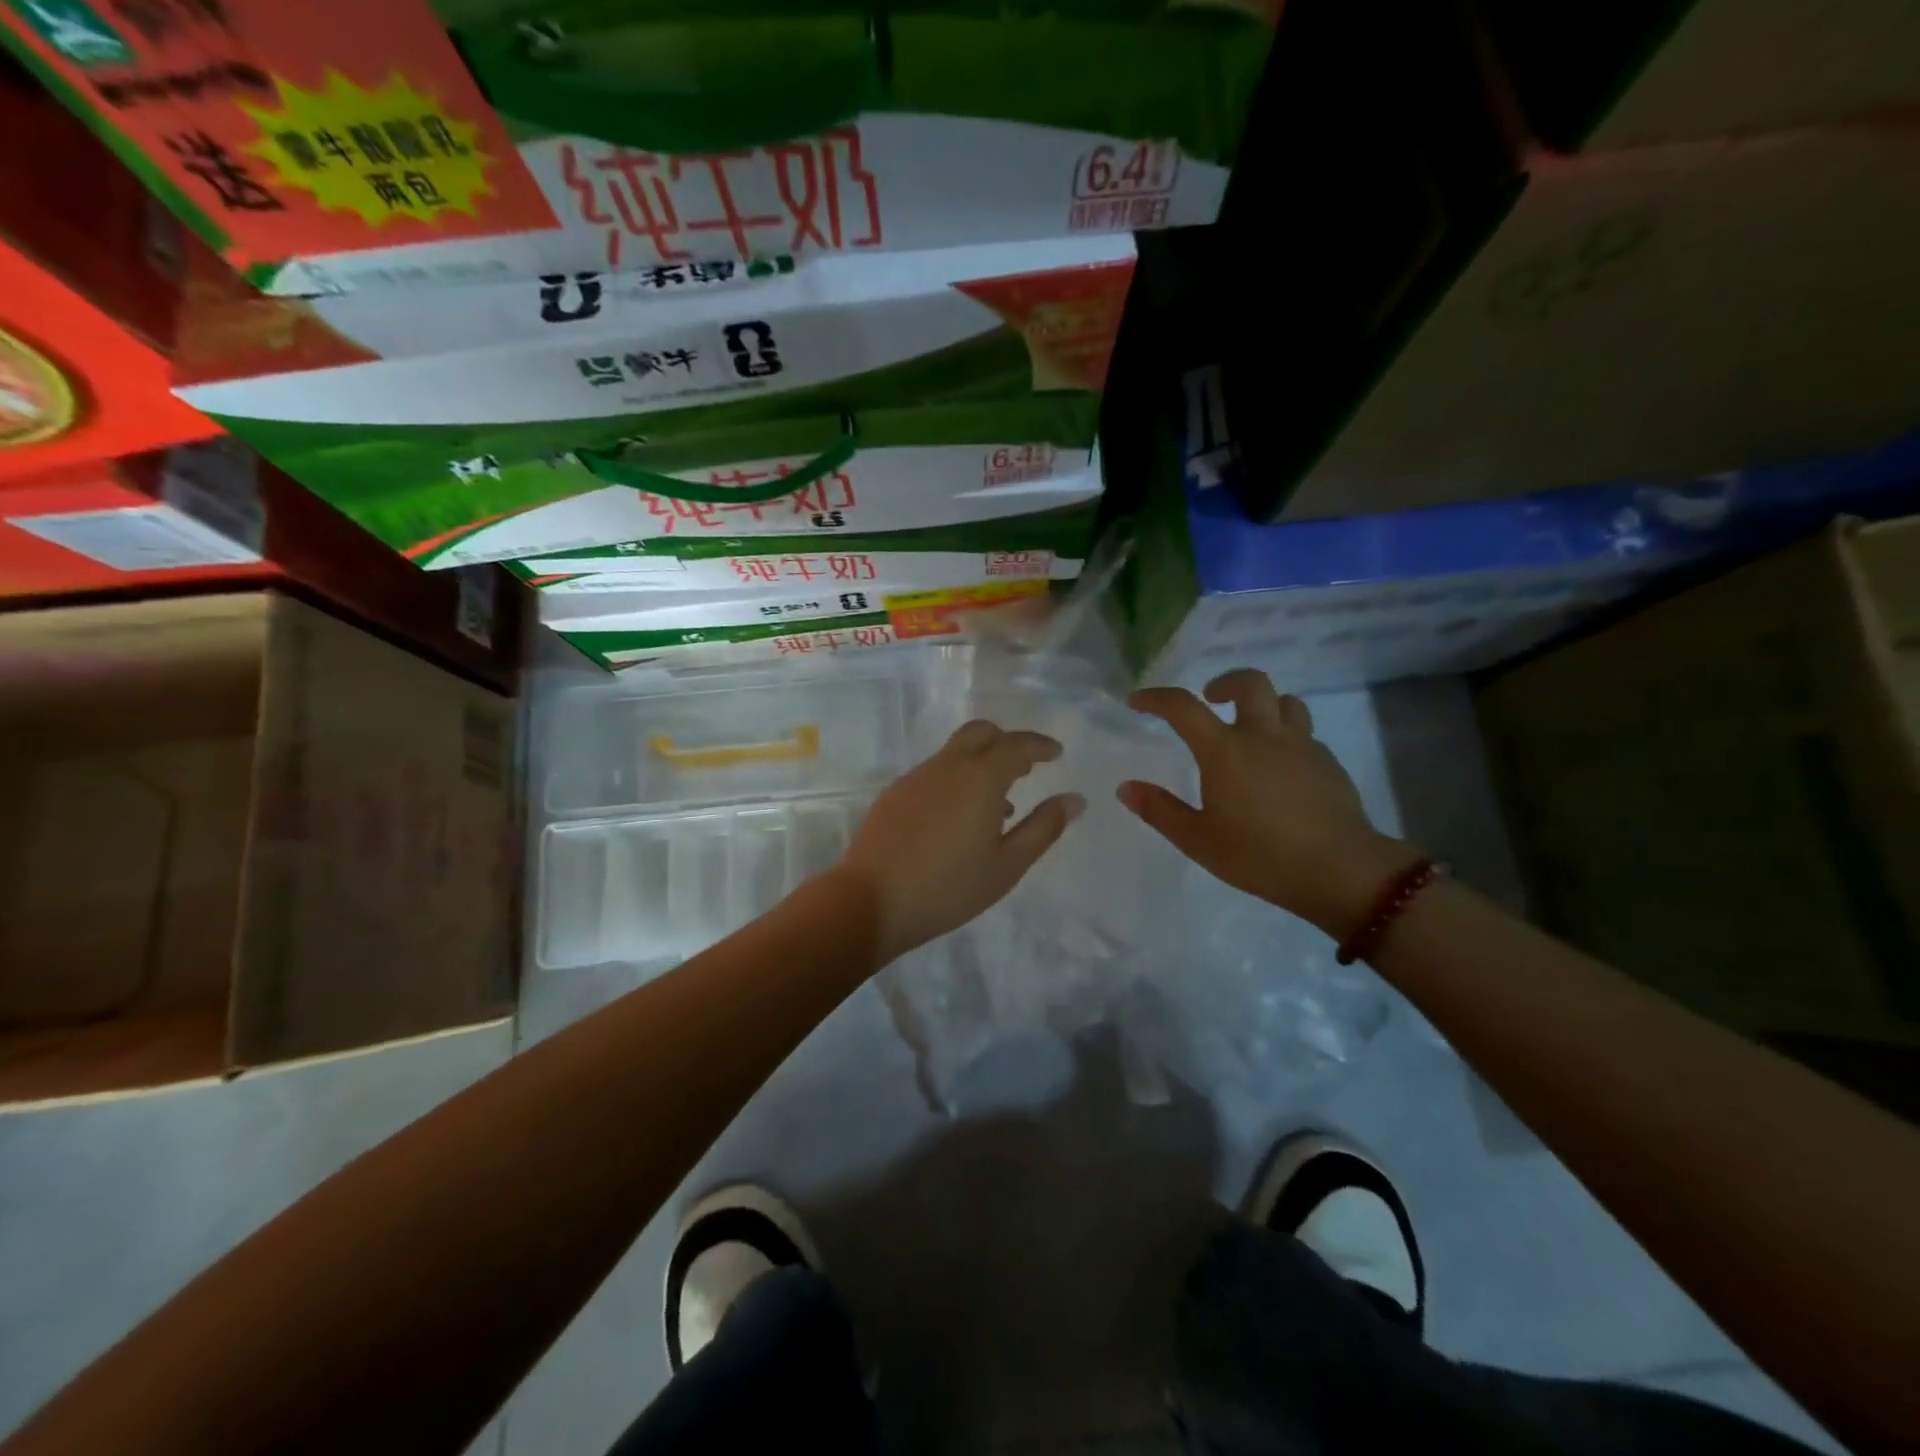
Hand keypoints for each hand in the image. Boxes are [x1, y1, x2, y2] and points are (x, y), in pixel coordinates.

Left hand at [835, 720, 1084, 962]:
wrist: (871, 901)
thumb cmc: (949, 887)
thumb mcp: (1007, 865)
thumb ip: (1044, 828)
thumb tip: (1074, 800)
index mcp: (980, 777)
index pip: (1016, 745)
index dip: (1040, 745)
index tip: (1056, 753)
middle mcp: (947, 766)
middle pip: (981, 733)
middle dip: (1007, 742)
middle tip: (1027, 767)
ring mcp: (916, 777)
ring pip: (955, 753)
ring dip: (981, 764)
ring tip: (999, 806)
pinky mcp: (894, 794)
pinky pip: (935, 773)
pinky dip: (957, 780)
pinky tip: (959, 819)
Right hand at [1118, 669, 1422, 935]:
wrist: (1339, 870)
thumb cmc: (1259, 855)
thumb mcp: (1198, 840)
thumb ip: (1160, 810)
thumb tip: (1126, 788)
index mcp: (1225, 750)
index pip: (1184, 707)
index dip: (1156, 698)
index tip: (1138, 701)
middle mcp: (1263, 735)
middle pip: (1250, 682)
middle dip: (1226, 682)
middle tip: (1211, 699)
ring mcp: (1302, 746)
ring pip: (1286, 702)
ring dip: (1264, 705)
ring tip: (1250, 728)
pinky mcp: (1328, 763)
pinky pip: (1304, 733)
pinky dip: (1287, 737)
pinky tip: (1281, 768)